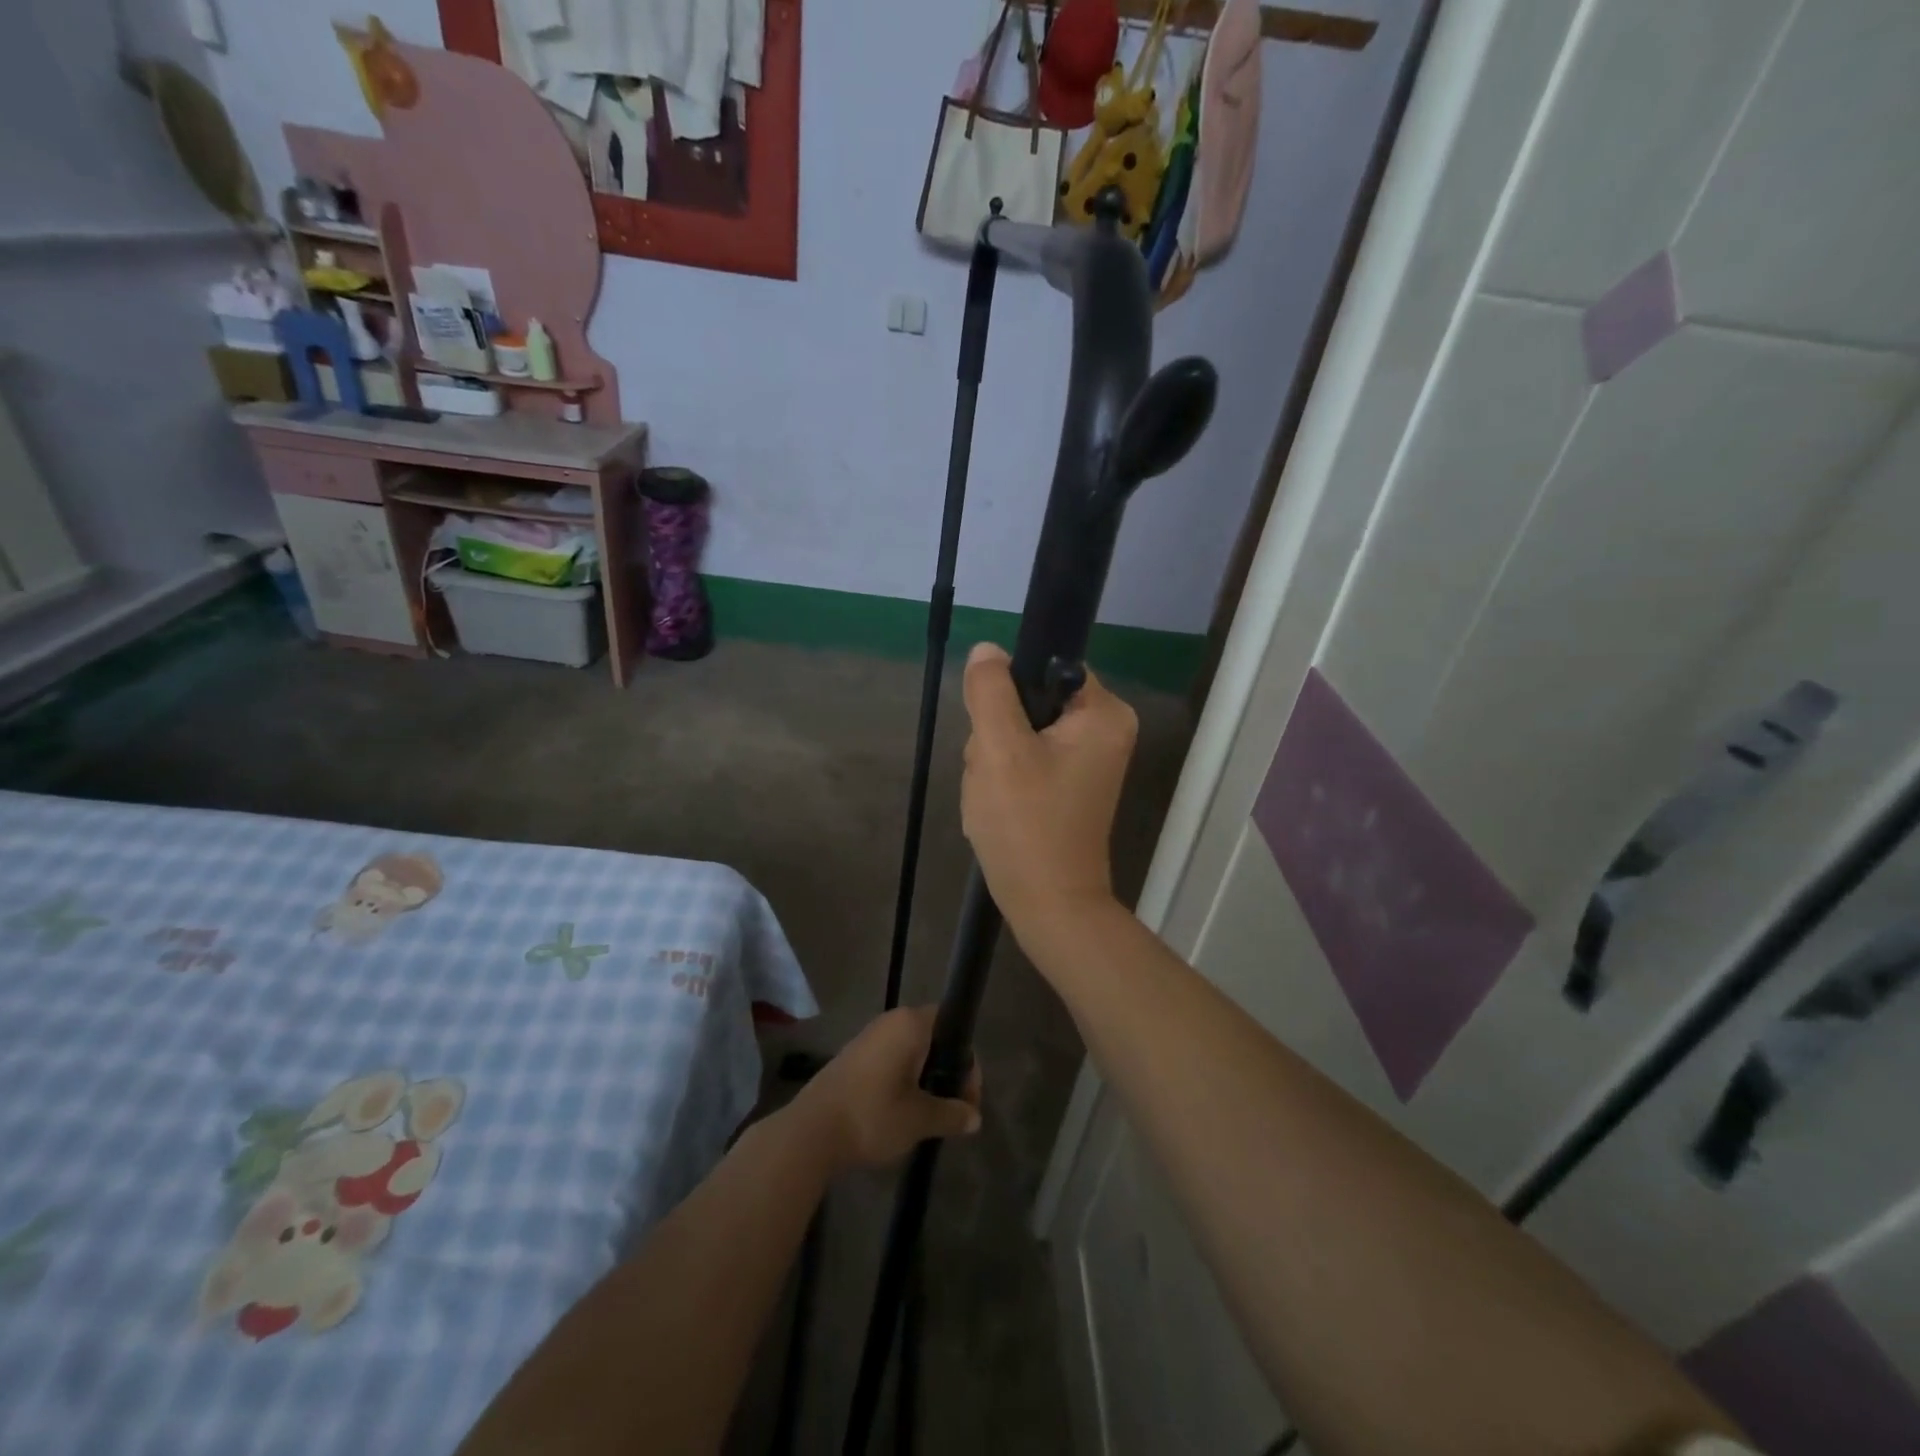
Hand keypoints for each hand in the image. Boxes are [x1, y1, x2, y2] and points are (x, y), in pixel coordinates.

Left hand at [787, 1007, 982, 1172]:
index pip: (952, 1023)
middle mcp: (890, 1021)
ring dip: (925, 1078)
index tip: (966, 1097)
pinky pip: (891, 1060)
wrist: (811, 1132)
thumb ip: (951, 1114)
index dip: (966, 1059)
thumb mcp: (919, 1120)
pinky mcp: (853, 1056)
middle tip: (951, 1110)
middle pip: (932, 1038)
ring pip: (911, 1051)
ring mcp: (869, 1037)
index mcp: (910, 1024)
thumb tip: (975, 1116)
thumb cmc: (872, 1116)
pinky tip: (902, 1112)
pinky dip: (903, 1080)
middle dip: (946, 1072)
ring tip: (929, 1115)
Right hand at [960, 642, 1136, 941]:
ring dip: (995, 761)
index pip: (1046, 667)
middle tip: (995, 774)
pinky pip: (1027, 761)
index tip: (995, 732)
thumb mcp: (999, 749)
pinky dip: (1006, 780)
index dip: (1009, 694)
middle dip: (998, 735)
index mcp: (1104, 713)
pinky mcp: (1069, 785)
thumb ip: (990, 691)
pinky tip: (1000, 806)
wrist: (1048, 905)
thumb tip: (988, 650)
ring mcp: (1088, 761)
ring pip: (1021, 733)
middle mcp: (1106, 731)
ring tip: (996, 796)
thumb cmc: (1027, 824)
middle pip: (1030, 702)